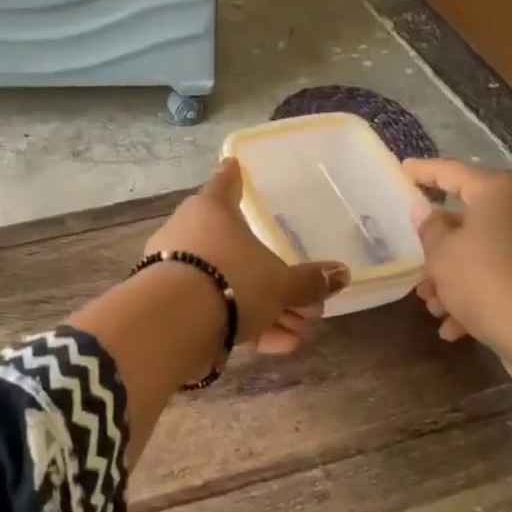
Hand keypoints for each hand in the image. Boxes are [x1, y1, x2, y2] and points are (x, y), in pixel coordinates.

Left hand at [146, 159, 349, 354]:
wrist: (174, 325)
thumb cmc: (232, 281)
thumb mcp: (280, 283)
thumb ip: (309, 281)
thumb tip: (342, 274)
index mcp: (211, 211)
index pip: (224, 185)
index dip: (232, 178)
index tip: (233, 165)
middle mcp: (187, 236)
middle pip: (237, 251)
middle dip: (273, 279)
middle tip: (306, 302)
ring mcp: (175, 274)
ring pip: (229, 287)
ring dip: (265, 310)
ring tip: (298, 332)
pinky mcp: (170, 309)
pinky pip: (215, 312)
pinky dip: (244, 326)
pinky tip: (277, 346)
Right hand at [402, 158, 511, 366]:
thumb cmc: (487, 282)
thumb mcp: (443, 256)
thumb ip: (430, 229)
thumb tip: (426, 210)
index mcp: (499, 191)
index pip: (452, 172)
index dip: (424, 172)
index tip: (403, 170)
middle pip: (469, 220)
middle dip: (438, 250)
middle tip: (415, 270)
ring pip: (484, 252)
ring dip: (453, 279)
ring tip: (433, 308)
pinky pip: (503, 275)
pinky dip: (478, 295)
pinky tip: (455, 327)